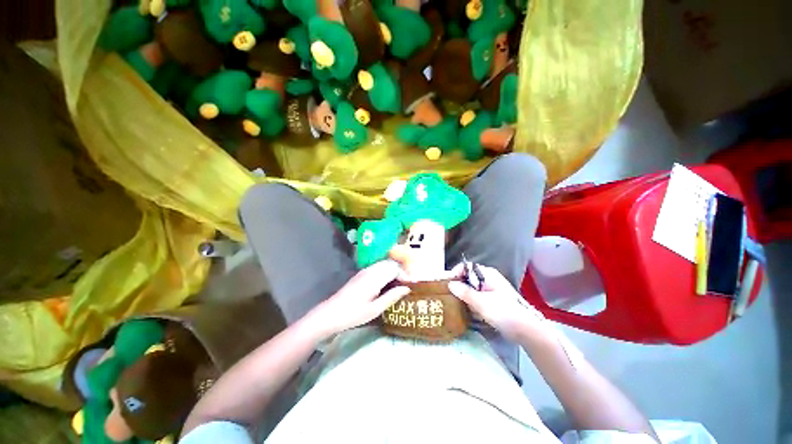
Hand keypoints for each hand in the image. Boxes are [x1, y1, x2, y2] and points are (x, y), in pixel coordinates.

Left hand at [308, 260, 409, 338]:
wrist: (330, 313)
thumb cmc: (353, 314)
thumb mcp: (375, 309)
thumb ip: (392, 296)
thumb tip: (407, 288)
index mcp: (375, 278)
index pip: (395, 269)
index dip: (405, 275)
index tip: (412, 285)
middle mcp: (370, 270)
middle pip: (390, 264)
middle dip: (400, 272)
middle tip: (406, 285)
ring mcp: (364, 271)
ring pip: (384, 264)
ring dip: (393, 271)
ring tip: (398, 285)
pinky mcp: (360, 274)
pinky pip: (377, 268)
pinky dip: (385, 272)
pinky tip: (386, 284)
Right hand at [448, 263, 546, 340]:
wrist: (527, 330)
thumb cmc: (503, 312)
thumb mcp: (481, 302)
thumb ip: (464, 292)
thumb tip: (450, 284)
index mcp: (487, 274)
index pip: (466, 267)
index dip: (455, 273)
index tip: (447, 284)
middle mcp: (489, 279)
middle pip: (468, 278)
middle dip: (459, 287)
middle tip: (450, 297)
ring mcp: (491, 290)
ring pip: (472, 289)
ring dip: (465, 297)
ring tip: (459, 306)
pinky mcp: (493, 300)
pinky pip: (477, 298)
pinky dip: (473, 304)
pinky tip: (471, 312)